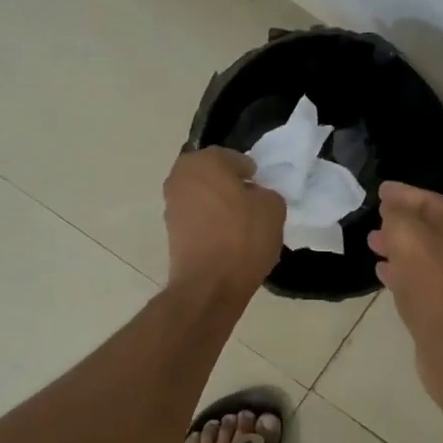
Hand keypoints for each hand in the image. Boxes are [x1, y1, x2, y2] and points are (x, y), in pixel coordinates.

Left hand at [163, 148, 285, 297]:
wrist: (209, 284)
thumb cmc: (243, 237)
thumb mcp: (273, 207)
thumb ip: (265, 192)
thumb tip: (253, 195)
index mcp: (205, 160)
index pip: (233, 158)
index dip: (251, 173)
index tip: (261, 188)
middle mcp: (180, 176)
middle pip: (213, 174)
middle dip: (230, 185)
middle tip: (251, 203)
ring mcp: (171, 204)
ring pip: (202, 196)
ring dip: (218, 204)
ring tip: (240, 223)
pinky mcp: (169, 230)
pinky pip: (196, 217)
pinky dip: (209, 222)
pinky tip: (226, 238)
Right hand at [369, 181, 442, 369]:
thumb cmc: (435, 290)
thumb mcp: (410, 241)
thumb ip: (398, 217)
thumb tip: (393, 209)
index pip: (431, 200)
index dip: (404, 194)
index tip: (380, 190)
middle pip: (430, 226)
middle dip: (401, 220)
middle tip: (375, 217)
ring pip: (426, 254)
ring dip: (399, 246)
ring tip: (373, 244)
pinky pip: (424, 279)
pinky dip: (404, 271)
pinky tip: (383, 274)